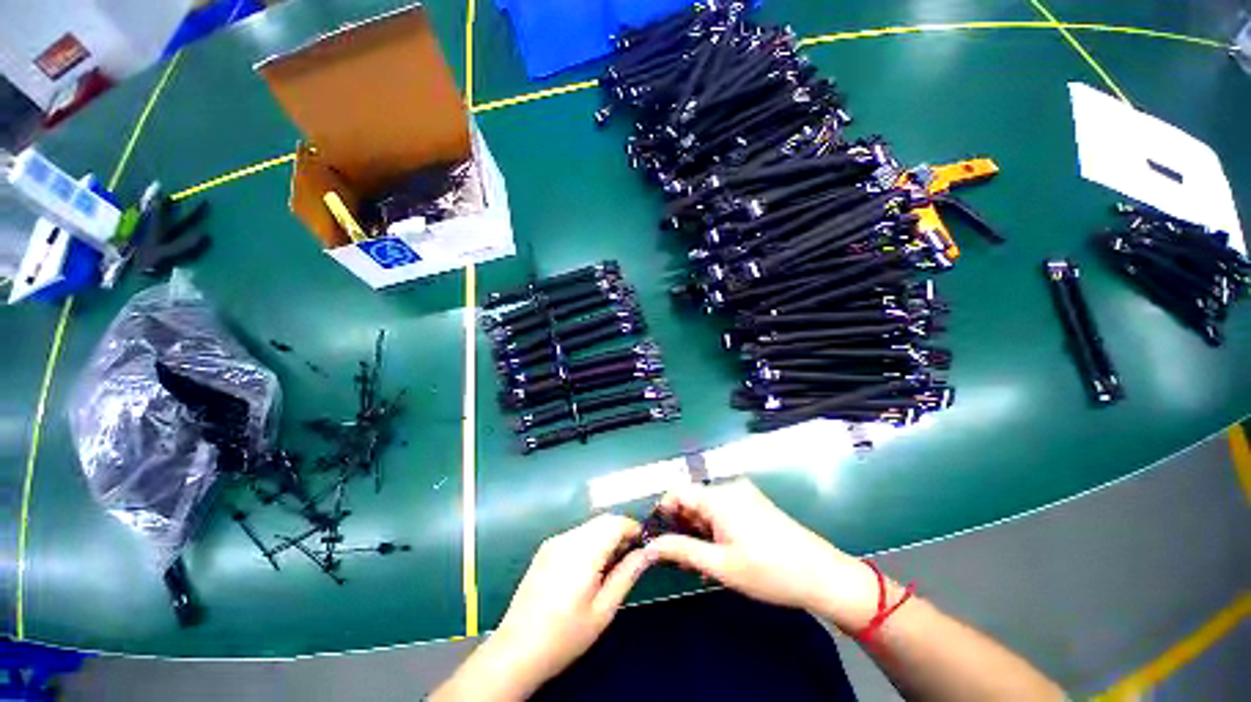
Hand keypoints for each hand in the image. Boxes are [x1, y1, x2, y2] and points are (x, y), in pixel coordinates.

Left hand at [442, 514, 651, 699]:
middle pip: (603, 520)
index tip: (643, 545)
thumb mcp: (604, 610)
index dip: (633, 528)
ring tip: (609, 565)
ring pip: (589, 526)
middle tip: (629, 557)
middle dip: (620, 531)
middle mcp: (568, 538)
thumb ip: (627, 574)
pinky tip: (587, 567)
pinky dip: (589, 541)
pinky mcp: (545, 549)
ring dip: (605, 536)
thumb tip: (647, 552)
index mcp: (584, 551)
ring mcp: (554, 542)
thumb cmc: (566, 635)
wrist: (517, 650)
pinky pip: (575, 534)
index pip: (616, 523)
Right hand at [645, 479, 887, 630]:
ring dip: (699, 531)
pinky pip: (723, 510)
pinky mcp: (754, 503)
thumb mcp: (721, 565)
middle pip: (693, 500)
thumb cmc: (769, 571)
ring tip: (703, 564)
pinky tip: (721, 555)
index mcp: (719, 497)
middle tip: (682, 560)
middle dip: (682, 526)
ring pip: (707, 507)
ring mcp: (744, 494)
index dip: (663, 512)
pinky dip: (715, 528)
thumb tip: (649, 547)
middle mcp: (730, 488)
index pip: (677, 492)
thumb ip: (682, 550)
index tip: (659, 538)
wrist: (823, 576)